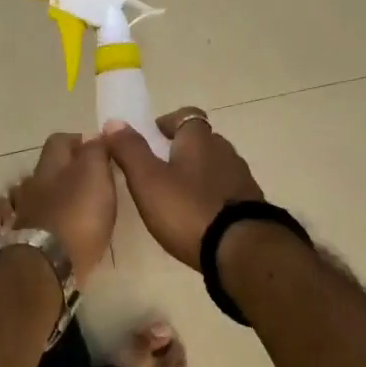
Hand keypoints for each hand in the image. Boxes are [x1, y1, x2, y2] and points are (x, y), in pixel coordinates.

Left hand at [9, 132, 116, 279]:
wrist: (44, 265)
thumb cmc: (76, 218)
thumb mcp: (95, 177)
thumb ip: (96, 153)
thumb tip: (95, 135)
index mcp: (50, 168)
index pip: (60, 141)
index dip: (78, 141)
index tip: (97, 150)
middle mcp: (30, 186)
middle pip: (42, 169)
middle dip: (59, 170)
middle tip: (83, 181)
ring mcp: (17, 213)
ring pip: (23, 194)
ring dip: (38, 194)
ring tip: (56, 203)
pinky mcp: (12, 240)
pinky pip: (11, 220)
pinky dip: (19, 217)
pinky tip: (25, 221)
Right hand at [102, 109, 262, 268]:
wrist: (241, 251)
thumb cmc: (187, 210)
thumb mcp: (147, 180)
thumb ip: (130, 150)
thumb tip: (114, 122)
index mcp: (199, 140)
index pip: (187, 115)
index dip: (168, 123)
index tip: (152, 138)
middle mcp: (225, 152)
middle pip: (202, 141)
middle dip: (181, 150)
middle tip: (158, 171)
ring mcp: (242, 179)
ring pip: (215, 167)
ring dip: (197, 175)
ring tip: (176, 197)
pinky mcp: (251, 206)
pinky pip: (226, 192)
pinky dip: (211, 197)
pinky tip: (198, 218)